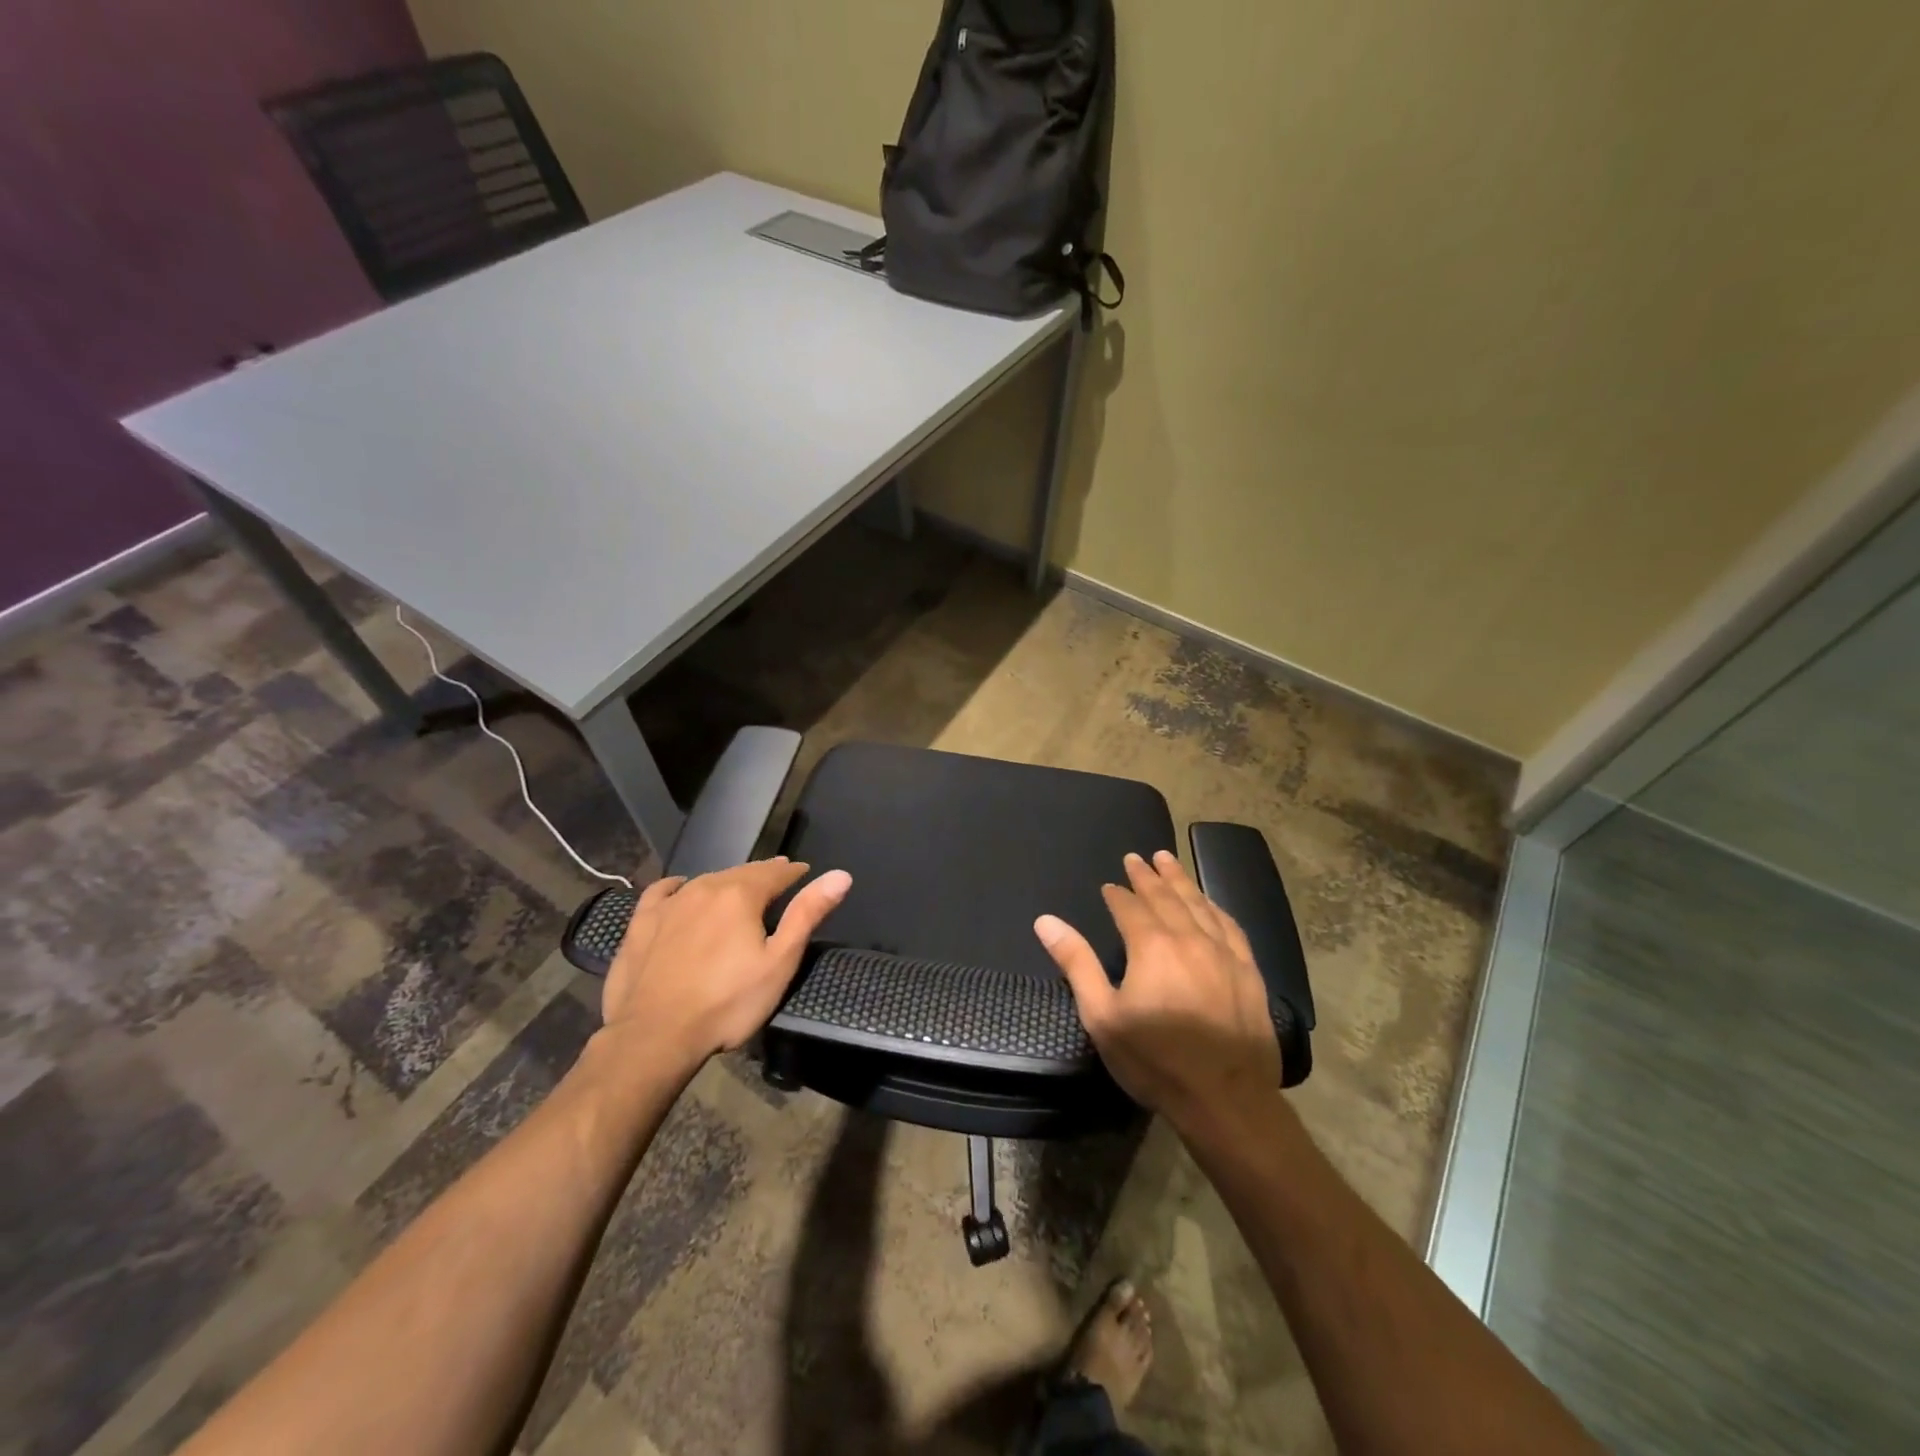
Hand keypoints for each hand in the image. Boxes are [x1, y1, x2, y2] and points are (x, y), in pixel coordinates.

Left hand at [603, 858, 851, 1066]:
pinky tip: (680, 890)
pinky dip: (678, 887)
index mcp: (741, 894)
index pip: (776, 872)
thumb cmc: (727, 1003)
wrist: (654, 1037)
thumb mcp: (779, 962)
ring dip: (728, 882)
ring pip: (707, 880)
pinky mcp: (641, 922)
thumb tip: (841, 875)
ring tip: (739, 889)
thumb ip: (807, 914)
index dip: (794, 872)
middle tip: (778, 879)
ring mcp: (669, 903)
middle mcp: (705, 887)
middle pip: (742, 872)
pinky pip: (663, 891)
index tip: (805, 872)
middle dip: (763, 875)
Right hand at [1035, 849, 1279, 1130]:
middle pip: (1165, 897)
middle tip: (1137, 857)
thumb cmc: (1155, 1060)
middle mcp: (1189, 938)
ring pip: (1198, 904)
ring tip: (1168, 860)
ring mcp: (1224, 952)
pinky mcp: (1248, 971)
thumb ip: (1076, 963)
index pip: (1129, 908)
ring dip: (1180, 880)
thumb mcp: (1102, 1016)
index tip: (1109, 886)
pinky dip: (1214, 907)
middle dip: (1148, 876)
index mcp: (1151, 946)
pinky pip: (1230, 925)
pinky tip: (1209, 902)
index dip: (1117, 894)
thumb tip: (1046, 921)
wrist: (1226, 1099)